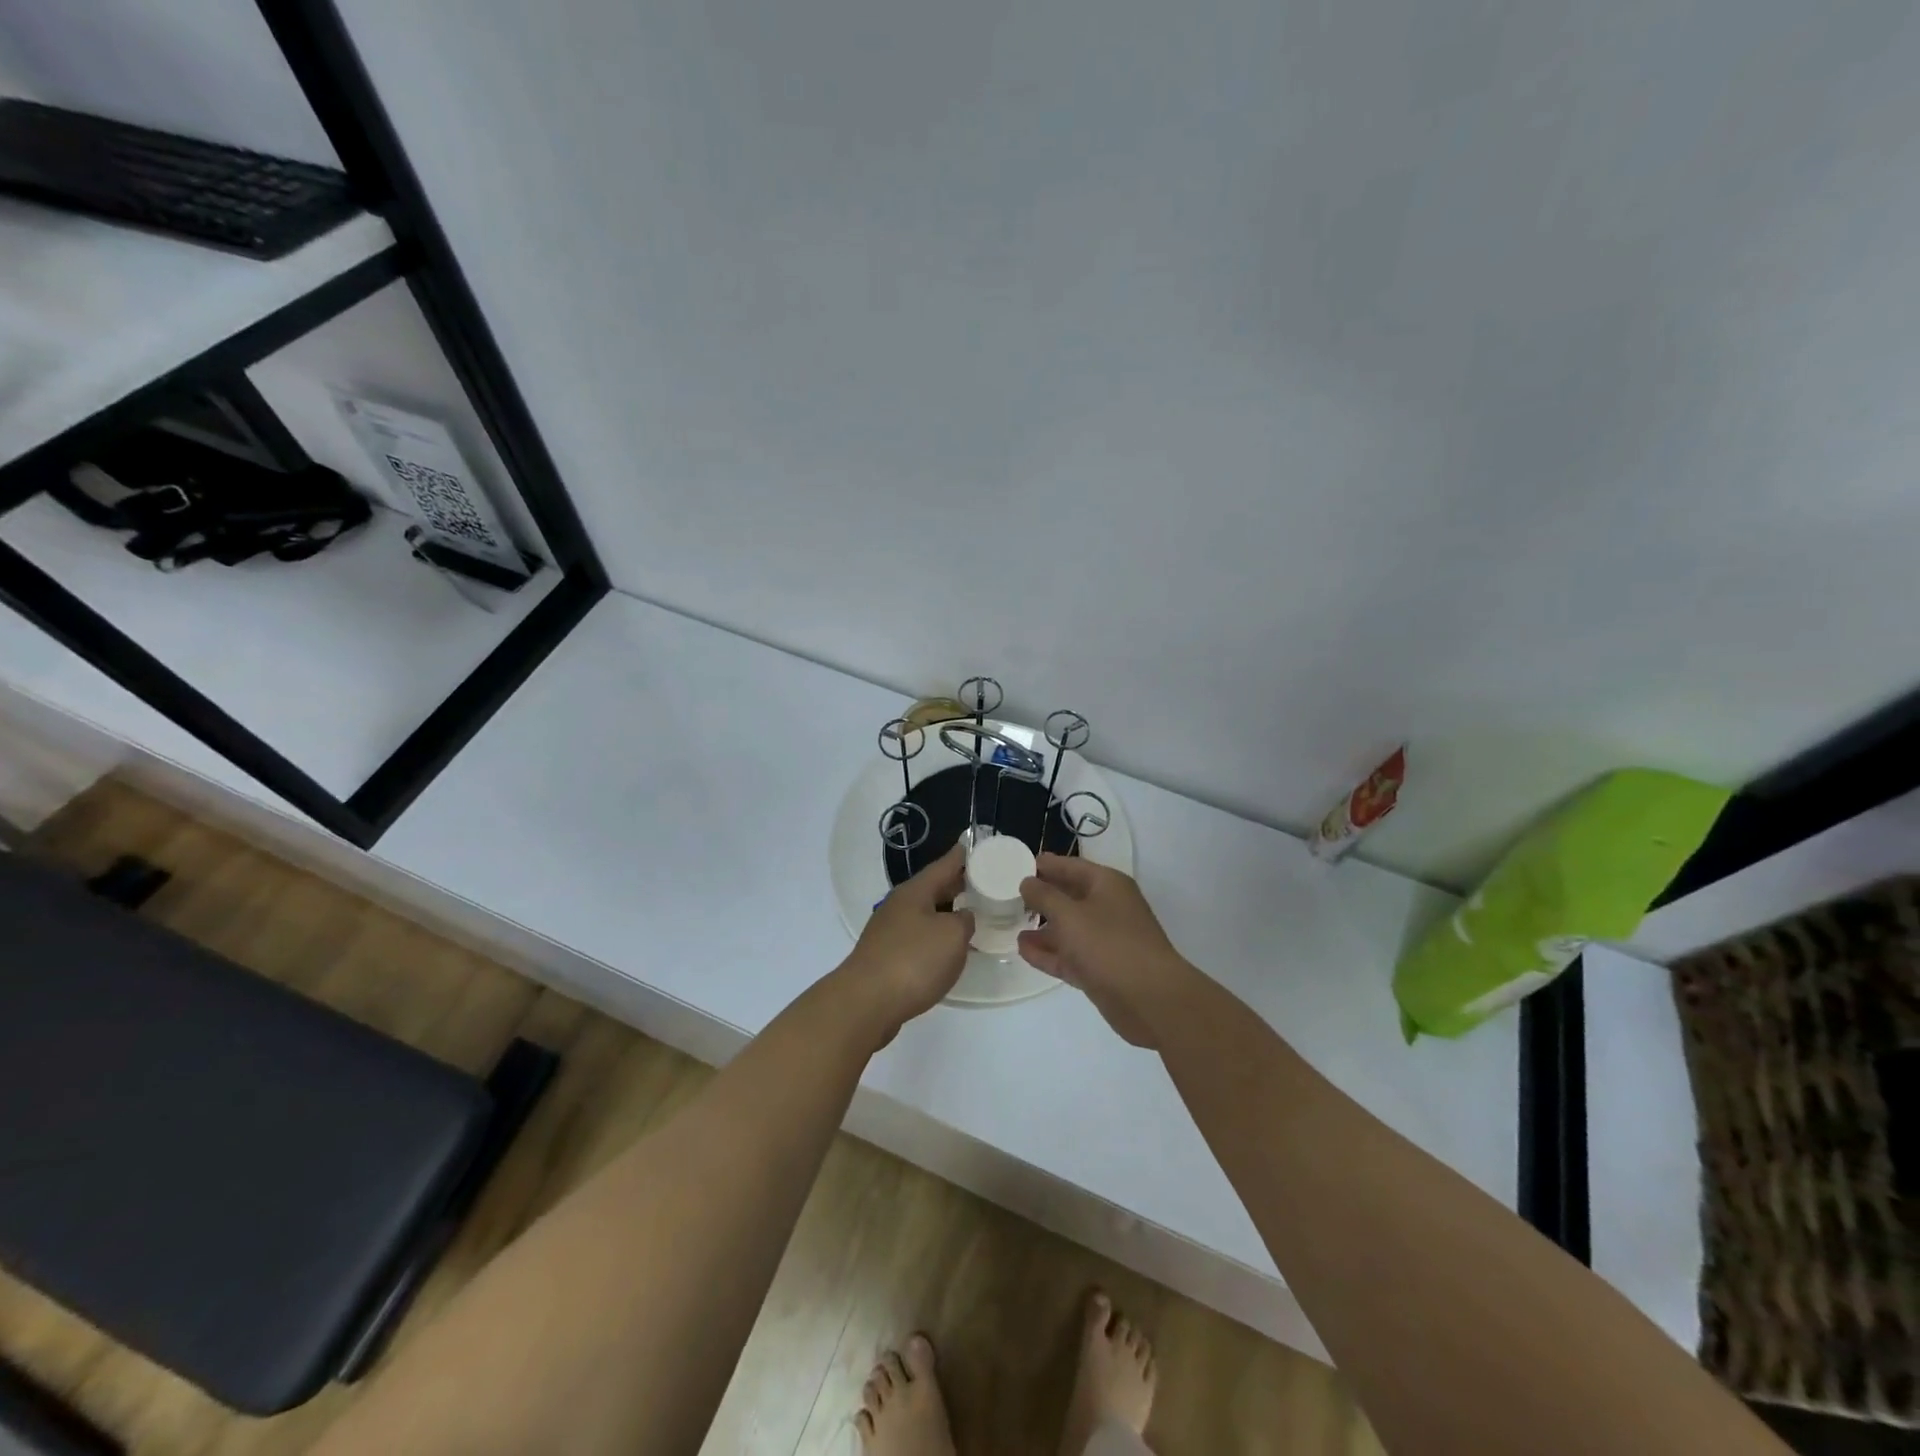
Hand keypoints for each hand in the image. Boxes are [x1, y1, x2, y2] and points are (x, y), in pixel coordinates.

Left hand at [841, 843, 973, 1043]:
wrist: (865, 1003)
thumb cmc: (913, 961)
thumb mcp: (952, 936)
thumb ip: (964, 921)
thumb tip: (961, 918)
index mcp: (915, 892)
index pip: (944, 865)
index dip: (962, 856)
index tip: (977, 847)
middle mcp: (899, 906)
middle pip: (933, 889)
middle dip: (956, 885)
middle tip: (983, 882)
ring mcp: (889, 932)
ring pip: (925, 914)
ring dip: (946, 913)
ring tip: (972, 916)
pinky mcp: (886, 958)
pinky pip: (918, 938)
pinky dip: (936, 938)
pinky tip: (948, 950)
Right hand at [1018, 855, 1196, 1046]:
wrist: (1151, 1000)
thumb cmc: (1109, 945)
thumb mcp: (1069, 915)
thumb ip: (1044, 896)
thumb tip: (1027, 882)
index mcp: (1107, 885)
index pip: (1071, 866)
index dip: (1045, 865)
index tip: (1017, 865)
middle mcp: (1108, 908)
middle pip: (1070, 896)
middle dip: (1042, 897)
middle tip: (1009, 896)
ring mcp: (1106, 941)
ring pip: (1069, 928)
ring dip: (1043, 927)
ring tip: (1012, 925)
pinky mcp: (1101, 969)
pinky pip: (1070, 955)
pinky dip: (1049, 952)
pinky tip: (1023, 950)